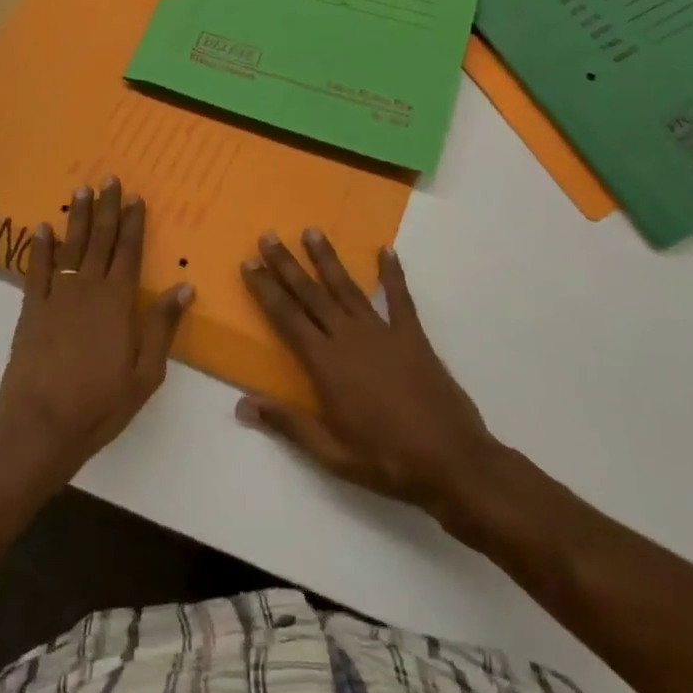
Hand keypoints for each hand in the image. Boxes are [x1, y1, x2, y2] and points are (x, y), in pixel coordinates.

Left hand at [0, 177, 193, 475]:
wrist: (41, 426)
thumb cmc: (100, 404)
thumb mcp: (146, 373)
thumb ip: (162, 326)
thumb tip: (184, 287)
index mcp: (118, 302)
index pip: (130, 252)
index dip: (134, 223)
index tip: (136, 198)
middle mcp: (88, 289)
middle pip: (100, 240)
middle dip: (106, 208)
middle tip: (109, 179)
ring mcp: (57, 297)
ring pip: (70, 247)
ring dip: (77, 217)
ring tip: (81, 190)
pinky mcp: (32, 310)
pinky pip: (36, 270)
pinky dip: (39, 248)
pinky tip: (42, 228)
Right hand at [239, 230, 498, 524]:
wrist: (451, 462)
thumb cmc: (385, 460)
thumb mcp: (330, 453)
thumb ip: (287, 423)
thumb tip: (242, 404)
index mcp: (326, 363)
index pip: (287, 317)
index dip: (266, 289)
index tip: (249, 263)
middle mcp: (349, 337)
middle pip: (311, 294)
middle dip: (287, 264)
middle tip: (269, 236)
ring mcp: (383, 333)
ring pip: (347, 288)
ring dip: (327, 259)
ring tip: (311, 231)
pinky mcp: (412, 336)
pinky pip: (400, 298)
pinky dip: (393, 273)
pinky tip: (386, 250)